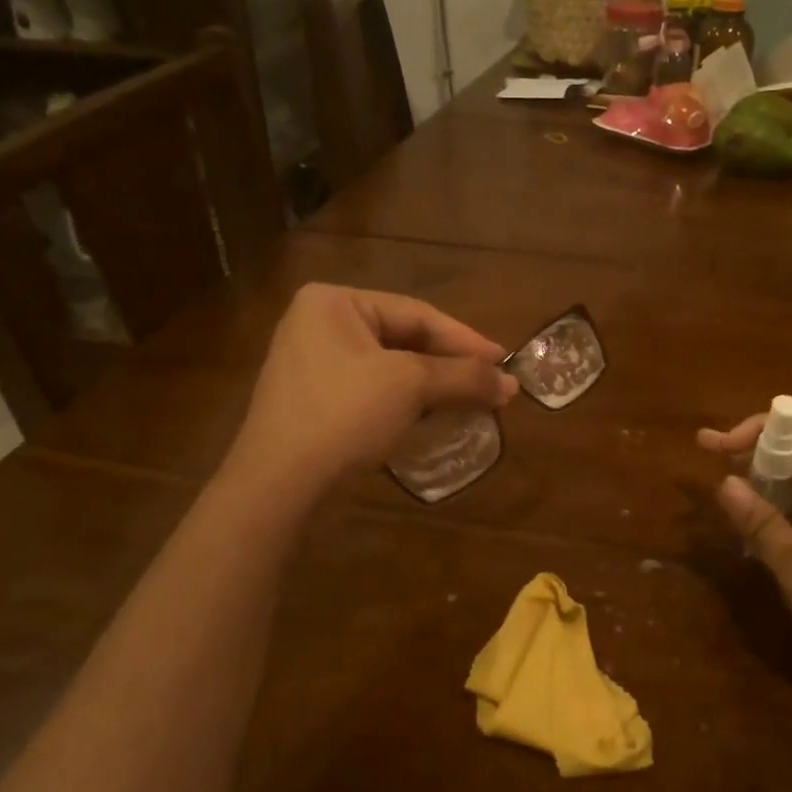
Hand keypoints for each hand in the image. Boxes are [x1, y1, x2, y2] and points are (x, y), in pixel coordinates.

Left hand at [232, 284, 516, 500]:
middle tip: (493, 385)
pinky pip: (374, 394)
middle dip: (451, 366)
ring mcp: (314, 367)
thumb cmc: (344, 415)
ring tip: (474, 403)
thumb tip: (511, 384)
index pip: (417, 313)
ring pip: (392, 370)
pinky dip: (409, 405)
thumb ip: (463, 377)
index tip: (505, 362)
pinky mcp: (317, 405)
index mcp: (333, 303)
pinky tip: (436, 420)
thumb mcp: (411, 386)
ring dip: (435, 387)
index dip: (466, 340)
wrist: (280, 488)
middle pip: (405, 339)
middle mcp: (320, 326)